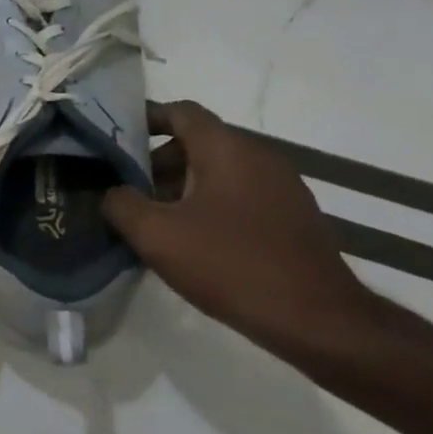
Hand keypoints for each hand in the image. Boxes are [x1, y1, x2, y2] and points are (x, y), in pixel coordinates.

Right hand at [101, 100, 377, 354]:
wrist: (319, 322)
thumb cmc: (230, 265)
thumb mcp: (156, 235)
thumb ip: (121, 204)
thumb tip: (114, 193)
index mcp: (227, 149)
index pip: (181, 111)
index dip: (146, 119)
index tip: (116, 139)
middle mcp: (259, 157)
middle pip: (198, 142)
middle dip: (158, 162)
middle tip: (129, 191)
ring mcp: (283, 187)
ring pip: (220, 171)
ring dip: (183, 187)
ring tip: (156, 221)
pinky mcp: (294, 218)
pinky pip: (241, 196)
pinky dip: (211, 205)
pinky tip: (195, 243)